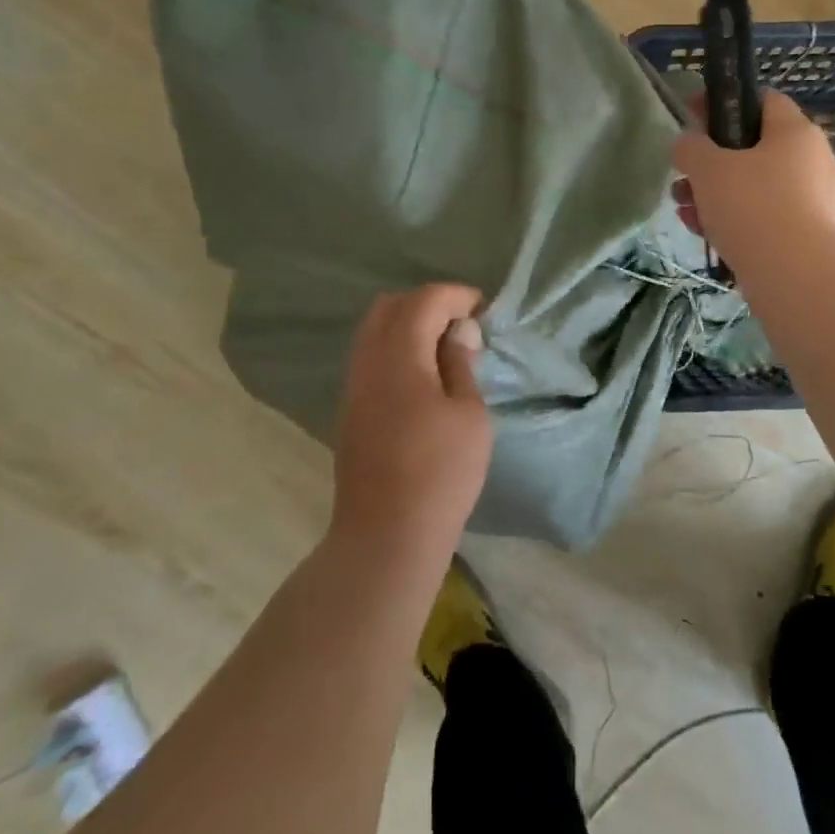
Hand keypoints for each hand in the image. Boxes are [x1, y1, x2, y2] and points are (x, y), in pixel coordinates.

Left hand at [331, 284, 493, 559]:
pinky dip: (396, 347)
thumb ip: (460, 364)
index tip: (484, 311)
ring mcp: (354, 387)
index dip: (456, 296)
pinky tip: (422, 375)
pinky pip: (370, 356)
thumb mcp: (469, 415)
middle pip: (391, 307)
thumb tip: (458, 331)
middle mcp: (368, 363)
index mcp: (399, 358)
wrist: (385, 538)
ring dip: (409, 325)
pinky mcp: (350, 410)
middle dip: (429, 304)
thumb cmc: (440, 474)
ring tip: (444, 349)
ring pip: (374, 331)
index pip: (424, 300)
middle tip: (463, 325)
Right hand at [671, 91, 834, 264]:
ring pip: (756, 186)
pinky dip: (735, 220)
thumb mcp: (707, 168)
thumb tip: (689, 143)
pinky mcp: (808, 235)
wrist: (795, 276)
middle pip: (754, 148)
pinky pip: (766, 217)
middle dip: (711, 162)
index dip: (723, 104)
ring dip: (716, 194)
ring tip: (685, 211)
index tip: (692, 118)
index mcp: (796, 132)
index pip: (763, 100)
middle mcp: (813, 160)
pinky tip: (704, 235)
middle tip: (683, 177)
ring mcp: (814, 200)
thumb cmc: (752, 206)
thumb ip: (691, 147)